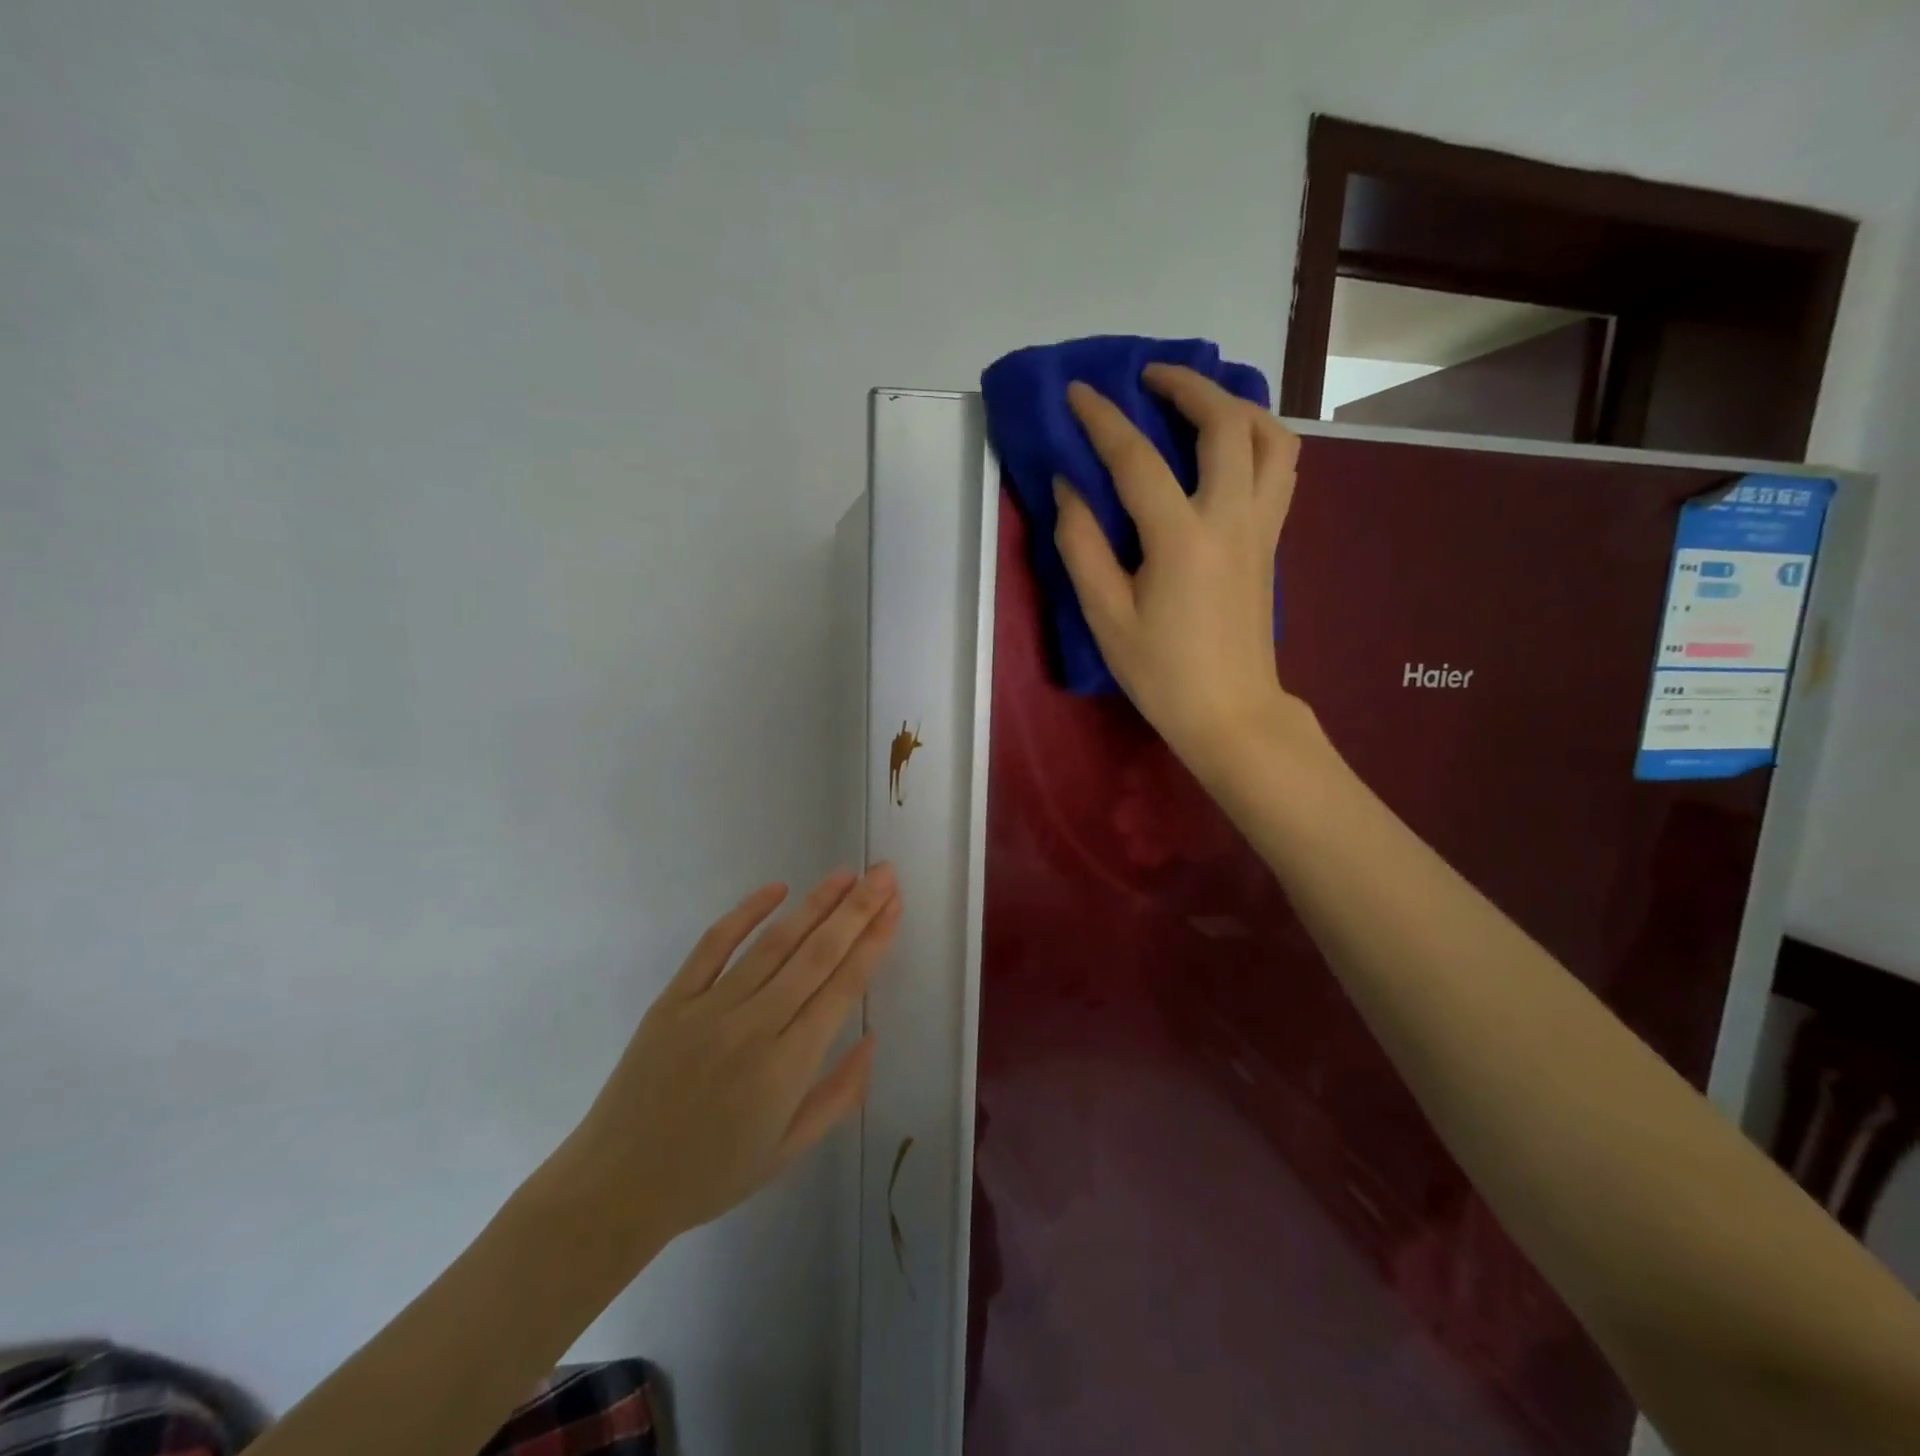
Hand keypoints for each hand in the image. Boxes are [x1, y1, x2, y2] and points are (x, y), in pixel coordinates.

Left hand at [539, 866, 899, 1262]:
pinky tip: (776, 888)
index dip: (872, 942)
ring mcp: (710, 1008)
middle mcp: (754, 1027)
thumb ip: (839, 1095)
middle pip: (816, 955)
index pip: (842, 988)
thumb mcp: (788, 1151)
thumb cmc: (711, 1175)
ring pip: (774, 943)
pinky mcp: (673, 1000)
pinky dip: (746, 913)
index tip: (894, 906)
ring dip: (815, 904)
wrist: (616, 1188)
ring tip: (846, 874)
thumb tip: (872, 1038)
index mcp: (787, 1067)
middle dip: (856, 910)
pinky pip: (713, 946)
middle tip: (883, 873)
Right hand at [1054, 365, 1304, 777]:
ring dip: (1236, 405)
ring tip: (1200, 402)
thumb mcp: (1106, 617)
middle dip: (1187, 385)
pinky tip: (1229, 448)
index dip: (1103, 418)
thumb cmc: (1162, 673)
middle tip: (1150, 378)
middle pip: (1225, 423)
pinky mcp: (1273, 541)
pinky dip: (1258, 439)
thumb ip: (1082, 547)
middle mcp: (1230, 517)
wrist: (1231, 712)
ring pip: (1271, 438)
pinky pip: (1280, 469)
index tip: (1078, 392)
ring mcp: (1261, 526)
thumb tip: (1068, 488)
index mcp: (1181, 538)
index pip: (1137, 459)